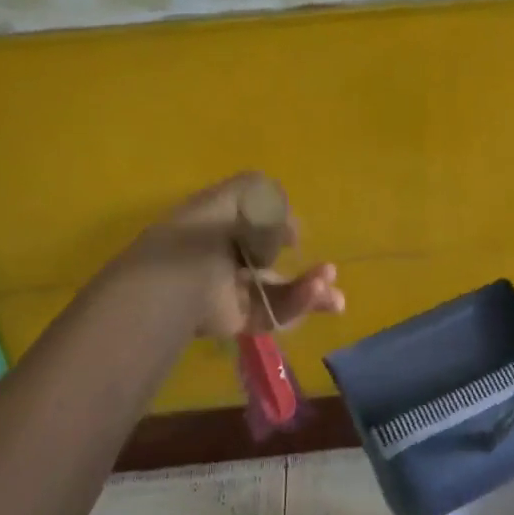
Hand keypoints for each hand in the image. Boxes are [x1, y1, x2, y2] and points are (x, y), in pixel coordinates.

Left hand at [126, 172, 344, 339]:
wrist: (178, 282)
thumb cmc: (207, 230)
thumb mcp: (240, 195)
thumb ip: (269, 198)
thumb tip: (289, 229)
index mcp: (219, 223)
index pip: (255, 222)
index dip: (279, 225)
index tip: (294, 231)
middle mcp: (224, 256)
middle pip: (272, 261)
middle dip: (304, 266)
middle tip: (330, 270)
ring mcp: (230, 290)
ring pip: (277, 291)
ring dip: (308, 290)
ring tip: (335, 294)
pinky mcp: (235, 320)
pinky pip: (270, 312)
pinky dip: (295, 305)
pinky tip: (316, 295)